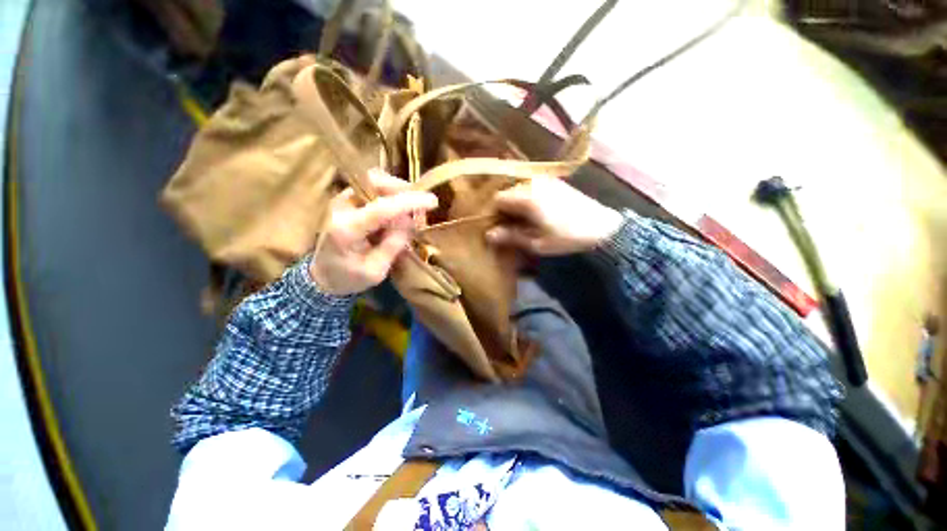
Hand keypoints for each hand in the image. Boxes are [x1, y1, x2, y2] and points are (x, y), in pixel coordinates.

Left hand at [310, 170, 437, 295]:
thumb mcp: (376, 271)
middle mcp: (341, 208)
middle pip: (374, 182)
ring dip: (397, 192)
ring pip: (374, 181)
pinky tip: (399, 211)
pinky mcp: (348, 200)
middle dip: (402, 191)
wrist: (322, 276)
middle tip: (419, 208)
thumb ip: (393, 245)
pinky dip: (390, 195)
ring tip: (410, 211)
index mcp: (346, 230)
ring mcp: (342, 200)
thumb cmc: (348, 278)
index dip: (409, 202)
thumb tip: (409, 221)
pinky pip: (373, 188)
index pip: (381, 208)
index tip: (433, 202)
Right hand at [486, 177, 622, 255]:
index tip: (499, 227)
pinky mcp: (554, 181)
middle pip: (508, 192)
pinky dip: (528, 198)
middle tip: (512, 226)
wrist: (601, 228)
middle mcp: (533, 182)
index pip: (498, 199)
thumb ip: (511, 236)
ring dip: (517, 203)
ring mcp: (545, 179)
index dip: (495, 213)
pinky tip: (536, 212)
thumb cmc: (566, 238)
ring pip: (519, 189)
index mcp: (526, 197)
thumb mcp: (536, 242)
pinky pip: (531, 187)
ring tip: (525, 221)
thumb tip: (489, 234)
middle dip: (506, 208)